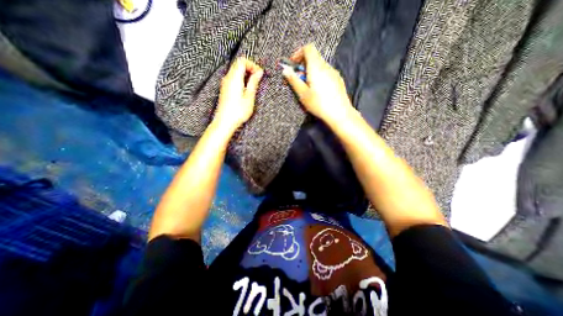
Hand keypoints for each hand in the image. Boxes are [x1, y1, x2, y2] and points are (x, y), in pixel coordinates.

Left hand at [214, 57, 264, 129]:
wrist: (225, 122)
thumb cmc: (237, 112)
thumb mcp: (249, 97)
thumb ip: (254, 82)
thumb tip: (259, 72)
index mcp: (234, 78)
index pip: (242, 61)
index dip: (252, 65)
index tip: (259, 74)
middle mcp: (227, 78)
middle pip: (238, 65)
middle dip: (250, 70)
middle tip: (258, 80)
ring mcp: (225, 84)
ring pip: (236, 72)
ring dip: (246, 76)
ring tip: (253, 87)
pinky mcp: (225, 90)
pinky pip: (234, 79)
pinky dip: (242, 81)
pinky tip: (246, 92)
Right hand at [284, 43, 352, 124]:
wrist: (339, 113)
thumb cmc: (319, 104)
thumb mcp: (303, 94)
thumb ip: (293, 80)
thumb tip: (285, 70)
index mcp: (316, 67)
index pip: (308, 48)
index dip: (298, 53)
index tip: (292, 65)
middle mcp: (326, 66)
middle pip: (314, 57)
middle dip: (303, 65)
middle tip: (298, 79)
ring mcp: (334, 73)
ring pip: (320, 66)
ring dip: (310, 72)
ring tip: (307, 87)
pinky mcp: (338, 80)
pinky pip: (326, 73)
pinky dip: (318, 76)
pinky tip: (318, 90)